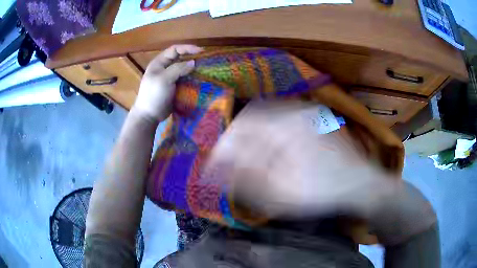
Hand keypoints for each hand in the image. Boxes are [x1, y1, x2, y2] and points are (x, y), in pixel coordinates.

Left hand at [132, 45, 202, 121]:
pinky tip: (199, 79)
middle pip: (180, 58)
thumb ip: (178, 68)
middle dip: (192, 57)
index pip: (174, 49)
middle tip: (205, 60)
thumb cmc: (154, 95)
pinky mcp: (174, 87)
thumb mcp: (164, 79)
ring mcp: (169, 78)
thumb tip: (193, 62)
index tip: (200, 51)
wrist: (149, 115)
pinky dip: (192, 77)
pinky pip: (184, 79)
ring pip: (183, 68)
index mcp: (159, 63)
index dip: (187, 48)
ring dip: (193, 68)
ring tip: (204, 69)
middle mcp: (164, 68)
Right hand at [205, 100, 435, 244]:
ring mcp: (305, 114)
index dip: (221, 148)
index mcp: (282, 127)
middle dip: (234, 139)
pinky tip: (267, 149)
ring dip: (250, 135)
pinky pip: (281, 119)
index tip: (212, 166)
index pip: (239, 129)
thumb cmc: (323, 192)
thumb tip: (217, 167)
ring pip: (266, 116)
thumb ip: (245, 177)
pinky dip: (267, 133)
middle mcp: (292, 112)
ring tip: (243, 156)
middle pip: (251, 118)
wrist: (361, 185)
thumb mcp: (280, 193)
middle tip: (226, 160)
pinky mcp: (312, 120)